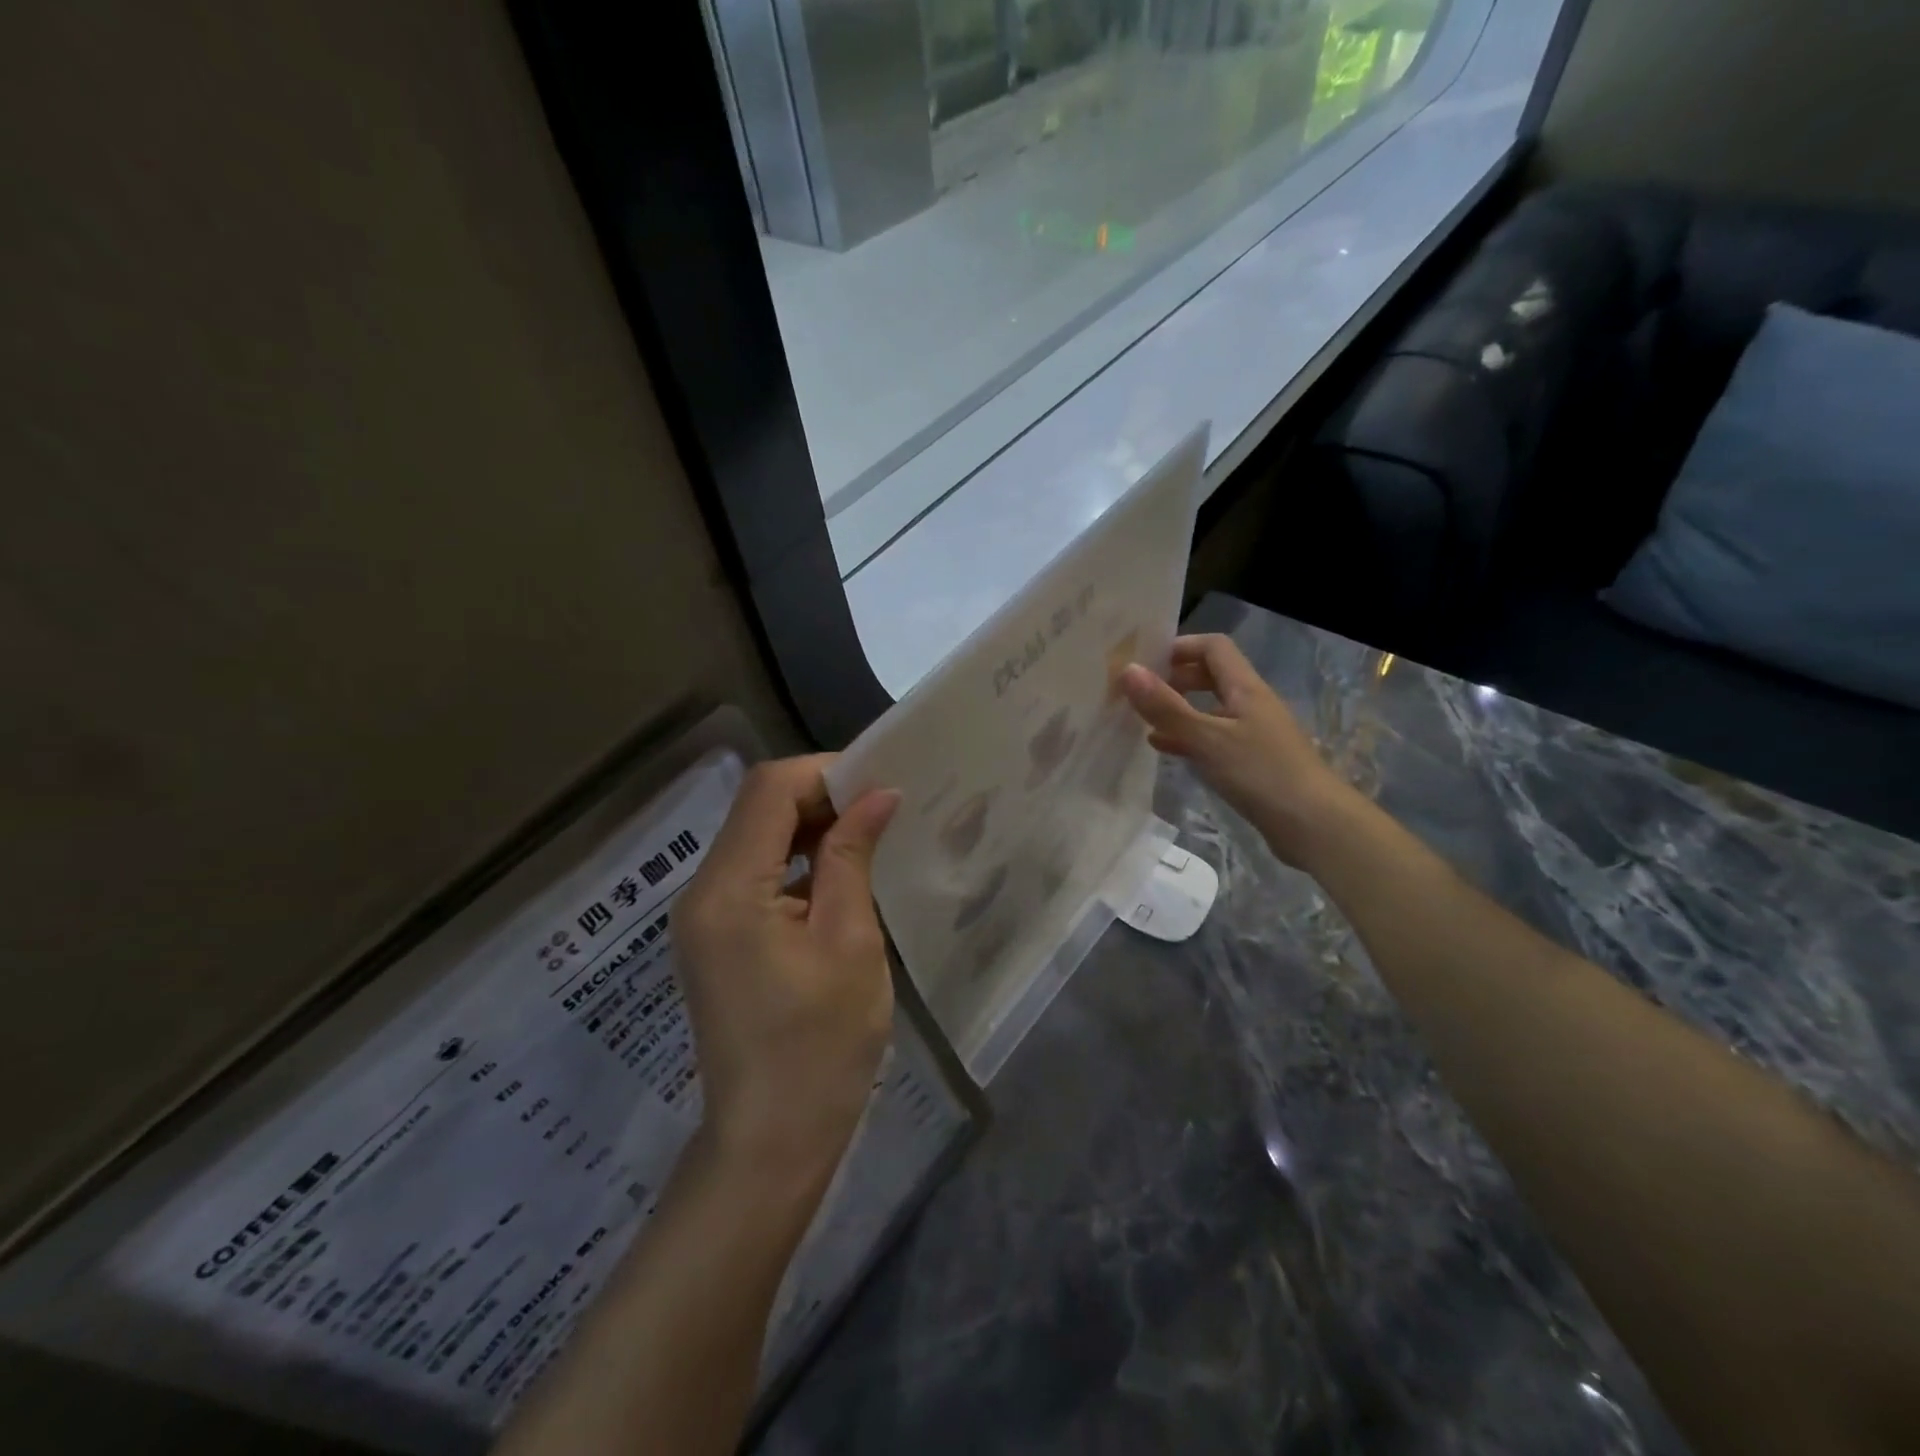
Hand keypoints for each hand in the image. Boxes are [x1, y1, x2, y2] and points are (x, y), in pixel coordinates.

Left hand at [673, 756, 900, 1185]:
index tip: (880, 783)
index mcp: (729, 890)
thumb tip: (878, 795)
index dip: (825, 772)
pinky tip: (840, 874)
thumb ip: (854, 857)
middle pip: (757, 809)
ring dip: (811, 827)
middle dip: (821, 796)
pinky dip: (797, 861)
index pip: (768, 791)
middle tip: (883, 807)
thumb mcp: (850, 942)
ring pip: (757, 839)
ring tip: (871, 835)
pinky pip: (755, 874)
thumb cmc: (821, 1045)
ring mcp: (703, 918)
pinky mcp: (716, 938)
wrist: (770, 1143)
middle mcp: (702, 893)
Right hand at [1121, 634, 1359, 867]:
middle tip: (1140, 692)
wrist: (1314, 825)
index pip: (1213, 647)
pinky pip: (1214, 738)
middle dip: (1175, 678)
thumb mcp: (1207, 738)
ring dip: (1179, 710)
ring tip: (1144, 721)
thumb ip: (1166, 707)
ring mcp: (1254, 734)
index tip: (1145, 662)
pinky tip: (1165, 749)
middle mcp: (1251, 704)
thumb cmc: (1261, 773)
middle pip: (1211, 676)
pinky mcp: (1252, 762)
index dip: (1179, 647)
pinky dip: (1188, 738)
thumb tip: (1127, 670)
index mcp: (1245, 688)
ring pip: (1210, 709)